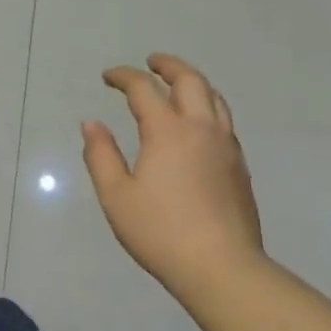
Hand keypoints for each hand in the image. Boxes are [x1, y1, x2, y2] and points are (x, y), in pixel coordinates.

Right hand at [81, 53, 266, 296]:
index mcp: (168, 131)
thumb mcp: (116, 196)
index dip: (124, 77)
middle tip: (151, 62)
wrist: (221, 267)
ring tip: (177, 85)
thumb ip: (101, 155)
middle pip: (190, 81)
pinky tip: (197, 125)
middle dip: (168, 66)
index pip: (143, 89)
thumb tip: (91, 123)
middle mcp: (202, 129)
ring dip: (193, 83)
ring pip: (215, 98)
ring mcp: (226, 147)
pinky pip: (224, 121)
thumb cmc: (160, 232)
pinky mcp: (239, 167)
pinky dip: (207, 107)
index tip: (108, 76)